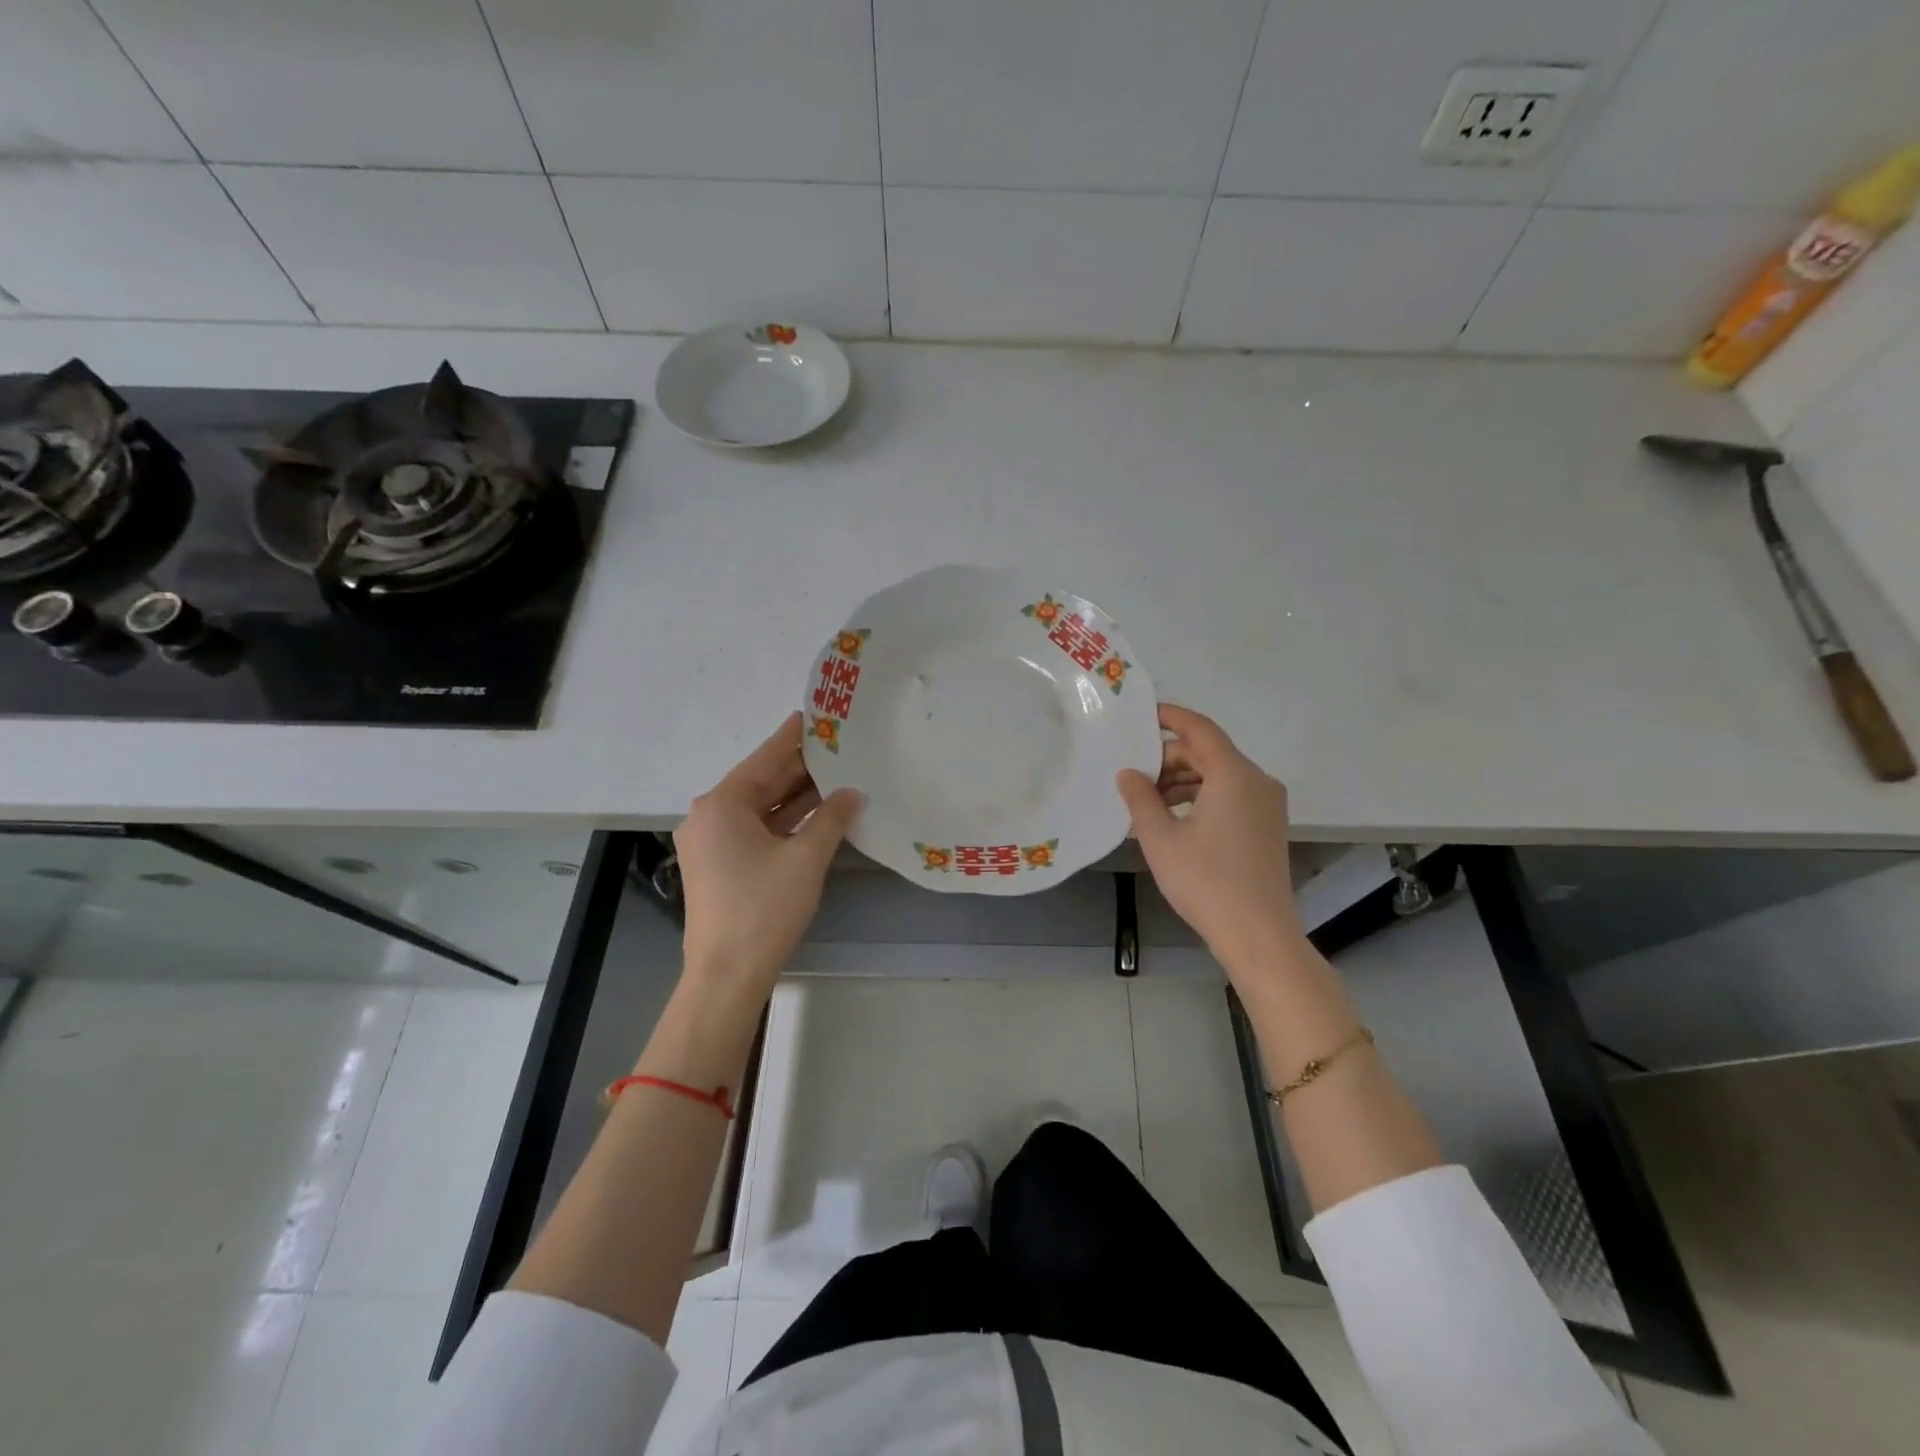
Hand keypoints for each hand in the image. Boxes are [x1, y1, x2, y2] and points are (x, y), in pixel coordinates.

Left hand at [675, 712, 861, 1006]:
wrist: (726, 975)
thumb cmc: (764, 909)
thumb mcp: (806, 858)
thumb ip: (832, 818)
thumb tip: (853, 792)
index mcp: (722, 804)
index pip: (766, 757)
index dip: (795, 735)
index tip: (818, 713)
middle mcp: (710, 815)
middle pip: (761, 780)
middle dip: (801, 767)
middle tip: (840, 746)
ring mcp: (711, 842)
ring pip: (759, 807)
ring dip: (795, 796)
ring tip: (837, 775)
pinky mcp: (718, 865)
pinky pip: (755, 829)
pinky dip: (784, 821)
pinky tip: (817, 813)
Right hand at [1116, 704, 1305, 977]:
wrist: (1258, 935)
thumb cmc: (1205, 882)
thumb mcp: (1160, 838)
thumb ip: (1140, 798)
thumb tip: (1128, 773)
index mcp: (1234, 774)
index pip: (1199, 729)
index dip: (1170, 717)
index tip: (1142, 714)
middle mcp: (1257, 781)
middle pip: (1209, 753)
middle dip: (1170, 758)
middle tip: (1134, 776)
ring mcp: (1267, 805)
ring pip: (1219, 775)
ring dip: (1183, 781)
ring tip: (1148, 802)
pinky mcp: (1268, 826)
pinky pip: (1231, 795)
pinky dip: (1201, 797)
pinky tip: (1174, 819)